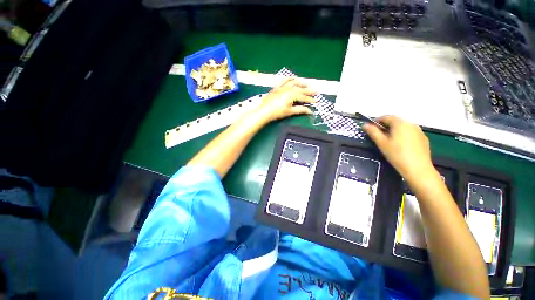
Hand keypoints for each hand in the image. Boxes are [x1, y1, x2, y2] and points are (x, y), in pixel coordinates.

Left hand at [255, 78, 316, 121]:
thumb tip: (310, 111)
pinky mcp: (277, 87)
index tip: (316, 101)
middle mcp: (289, 88)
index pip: (304, 97)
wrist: (264, 111)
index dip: (310, 100)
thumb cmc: (277, 112)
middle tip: (316, 92)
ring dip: (301, 83)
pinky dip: (289, 78)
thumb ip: (300, 110)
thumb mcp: (290, 111)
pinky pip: (284, 80)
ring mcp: (282, 87)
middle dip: (308, 91)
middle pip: (301, 89)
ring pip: (294, 83)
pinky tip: (292, 78)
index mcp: (293, 94)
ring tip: (306, 84)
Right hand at [363, 116, 434, 182]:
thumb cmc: (397, 154)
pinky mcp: (423, 138)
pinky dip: (403, 135)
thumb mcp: (381, 143)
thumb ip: (373, 132)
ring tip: (389, 141)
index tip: (370, 128)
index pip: (386, 117)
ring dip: (394, 130)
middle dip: (385, 126)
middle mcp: (411, 124)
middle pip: (395, 121)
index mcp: (400, 123)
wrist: (418, 169)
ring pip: (403, 127)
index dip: (376, 121)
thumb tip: (364, 125)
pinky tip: (400, 145)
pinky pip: (410, 133)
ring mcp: (419, 131)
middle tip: (378, 135)